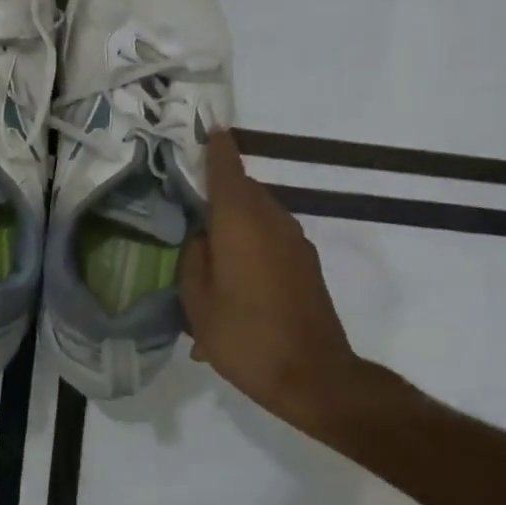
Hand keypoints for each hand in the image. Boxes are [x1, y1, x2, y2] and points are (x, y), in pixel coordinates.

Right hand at [180, 130, 363, 431]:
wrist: (313, 375)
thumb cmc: (246, 338)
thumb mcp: (198, 304)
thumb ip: (194, 261)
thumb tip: (203, 238)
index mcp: (240, 223)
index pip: (227, 171)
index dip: (216, 149)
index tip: (209, 129)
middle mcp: (272, 221)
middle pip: (245, 189)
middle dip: (221, 183)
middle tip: (192, 192)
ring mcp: (295, 241)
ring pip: (260, 211)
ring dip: (237, 214)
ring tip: (210, 236)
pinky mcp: (306, 263)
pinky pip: (272, 234)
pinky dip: (252, 237)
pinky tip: (236, 269)